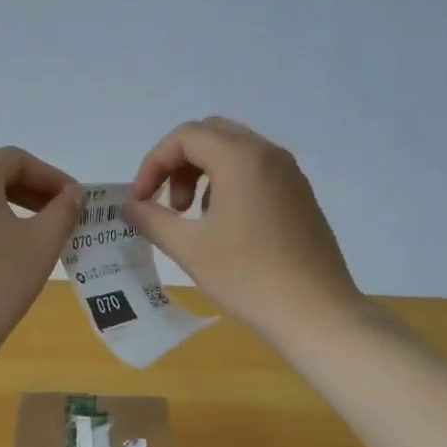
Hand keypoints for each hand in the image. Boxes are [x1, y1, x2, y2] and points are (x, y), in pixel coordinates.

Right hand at [125, 118, 371, 345]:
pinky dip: (228, 185)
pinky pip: (255, 172)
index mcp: (241, 158)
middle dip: (178, 164)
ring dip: (202, 174)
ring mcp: (289, 174)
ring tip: (192, 218)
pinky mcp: (299, 196)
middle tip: (168, 205)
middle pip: (210, 135)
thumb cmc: (247, 276)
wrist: (315, 311)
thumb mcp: (189, 248)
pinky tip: (224, 228)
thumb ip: (153, 220)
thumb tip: (131, 207)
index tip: (141, 201)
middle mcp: (268, 155)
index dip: (154, 164)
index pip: (185, 136)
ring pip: (234, 152)